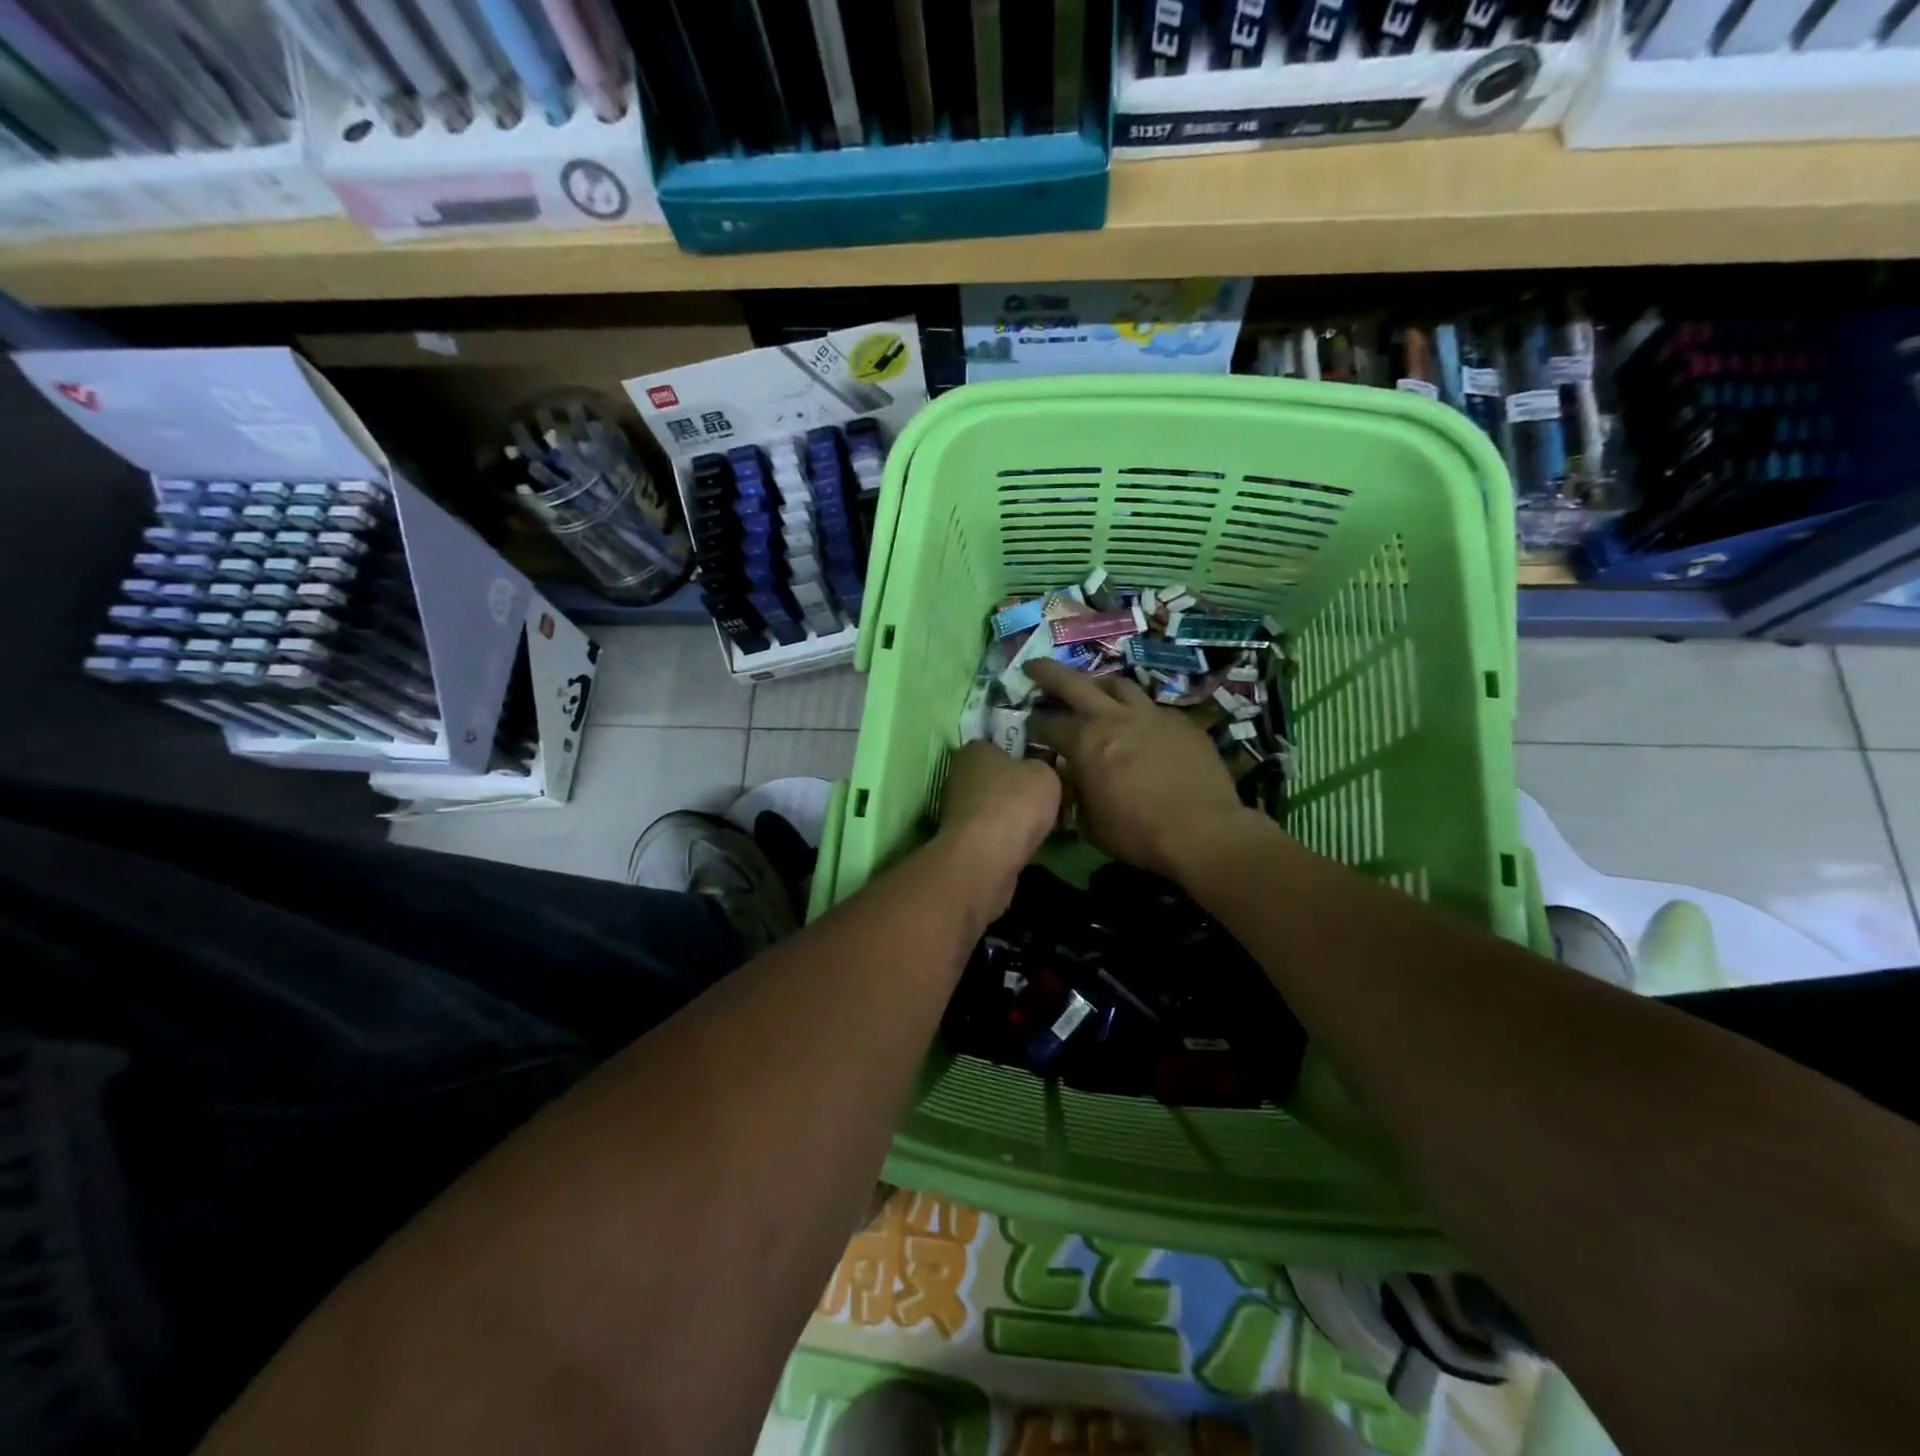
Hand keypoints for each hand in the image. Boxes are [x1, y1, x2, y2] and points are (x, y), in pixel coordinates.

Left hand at [935, 740, 1061, 921]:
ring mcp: (957, 811)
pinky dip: (1007, 838)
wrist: (987, 857)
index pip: (997, 744)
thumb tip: (1038, 773)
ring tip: (1044, 825)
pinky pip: (992, 833)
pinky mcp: (962, 841)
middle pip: (996, 778)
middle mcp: (959, 776)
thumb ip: (1043, 767)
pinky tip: (1029, 845)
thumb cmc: (1015, 802)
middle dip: (1019, 788)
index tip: (1044, 766)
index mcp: (974, 750)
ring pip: (994, 807)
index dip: (1022, 754)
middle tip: (1048, 798)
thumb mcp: (1045, 774)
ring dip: (1014, 816)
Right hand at [1026, 659, 1259, 883]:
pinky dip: (1138, 713)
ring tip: (1095, 690)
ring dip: (1100, 685)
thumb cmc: (1137, 833)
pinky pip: (1153, 708)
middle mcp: (1114, 718)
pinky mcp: (1181, 722)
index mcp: (1084, 742)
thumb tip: (1068, 779)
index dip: (1032, 726)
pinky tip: (1140, 727)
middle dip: (1049, 673)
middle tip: (1034, 666)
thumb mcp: (1089, 822)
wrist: (1202, 832)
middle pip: (1074, 683)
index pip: (1047, 725)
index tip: (1027, 728)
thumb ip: (1074, 793)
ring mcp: (1151, 715)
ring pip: (1119, 685)